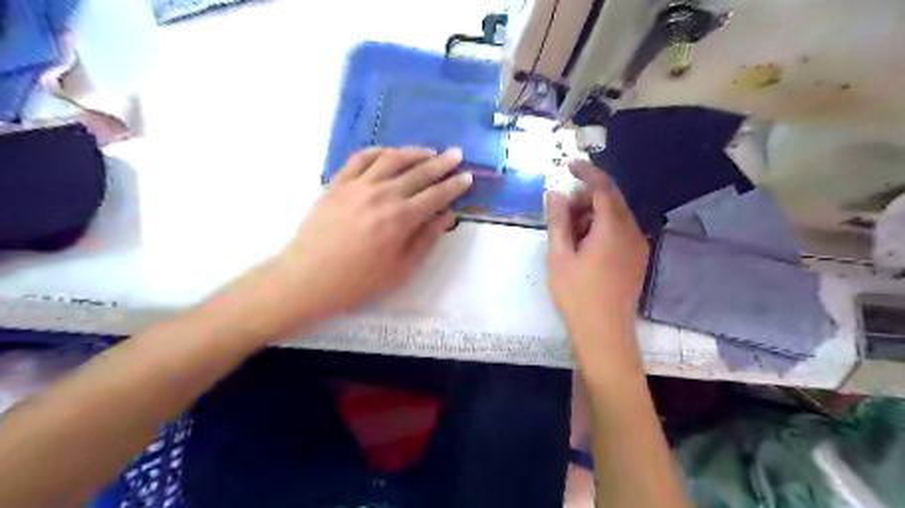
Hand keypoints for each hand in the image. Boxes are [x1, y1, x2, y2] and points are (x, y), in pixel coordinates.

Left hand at [265, 147, 470, 329]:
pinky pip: (361, 158)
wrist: (308, 278)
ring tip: (429, 151)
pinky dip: (379, 151)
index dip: (454, 186)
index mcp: (401, 218)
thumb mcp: (400, 269)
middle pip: (418, 172)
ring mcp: (358, 185)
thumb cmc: (358, 281)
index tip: (468, 176)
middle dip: (441, 163)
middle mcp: (383, 194)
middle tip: (456, 154)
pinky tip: (389, 152)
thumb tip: (447, 217)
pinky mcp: (338, 183)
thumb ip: (425, 240)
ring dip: (414, 152)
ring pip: (391, 159)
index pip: (436, 196)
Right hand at [545, 161, 650, 348]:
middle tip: (561, 209)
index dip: (587, 172)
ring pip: (616, 216)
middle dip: (586, 197)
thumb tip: (554, 194)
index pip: (603, 188)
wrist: (604, 333)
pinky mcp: (637, 259)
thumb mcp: (560, 256)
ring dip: (592, 214)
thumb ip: (558, 221)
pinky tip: (584, 244)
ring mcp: (637, 246)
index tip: (569, 165)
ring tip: (569, 231)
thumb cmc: (577, 295)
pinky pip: (620, 232)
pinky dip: (601, 228)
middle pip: (611, 200)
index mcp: (613, 228)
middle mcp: (632, 232)